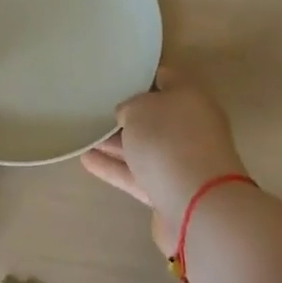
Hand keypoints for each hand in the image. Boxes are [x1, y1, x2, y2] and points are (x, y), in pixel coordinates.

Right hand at [81, 67, 248, 253]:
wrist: (197, 207)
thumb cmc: (168, 141)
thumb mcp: (139, 109)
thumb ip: (130, 107)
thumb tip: (128, 117)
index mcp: (191, 98)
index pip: (166, 78)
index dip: (142, 75)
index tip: (117, 75)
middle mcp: (192, 128)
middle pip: (156, 117)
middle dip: (127, 115)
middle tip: (96, 109)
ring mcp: (183, 162)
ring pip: (145, 147)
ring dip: (116, 144)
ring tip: (84, 136)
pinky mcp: (172, 192)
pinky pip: (138, 174)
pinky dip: (115, 168)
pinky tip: (87, 161)